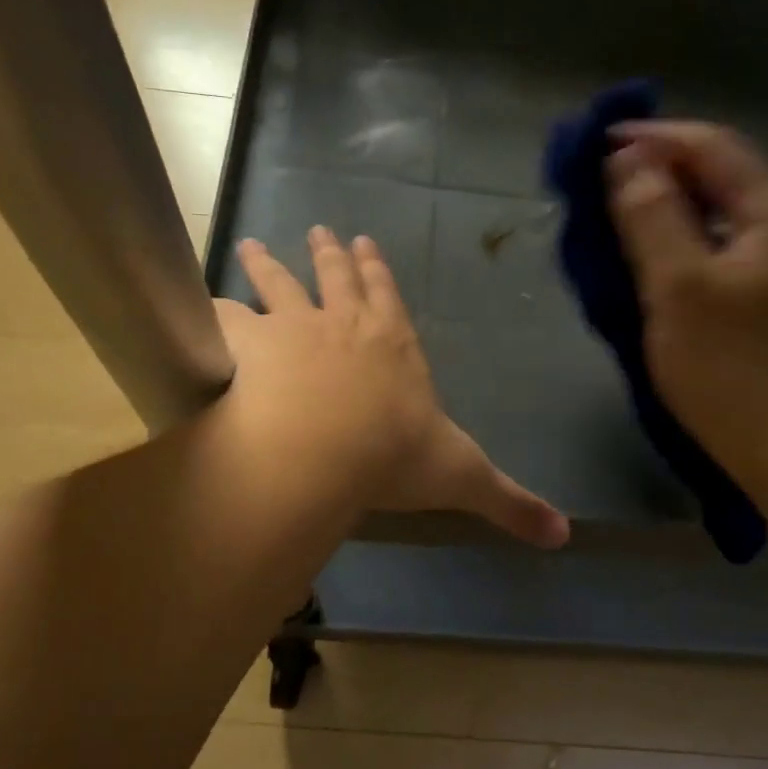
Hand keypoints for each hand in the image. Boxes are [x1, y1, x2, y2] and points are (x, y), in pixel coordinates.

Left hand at [221, 228, 569, 547]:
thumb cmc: (396, 458)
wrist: (323, 452)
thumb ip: (512, 505)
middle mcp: (346, 325)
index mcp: (395, 347)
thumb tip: (565, 538)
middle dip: (330, 254)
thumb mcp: (464, 480)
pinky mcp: (250, 346)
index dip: (377, 270)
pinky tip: (203, 307)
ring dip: (267, 266)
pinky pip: (226, 320)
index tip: (363, 242)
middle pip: (336, 279)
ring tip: (250, 246)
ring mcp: (294, 329)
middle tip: (319, 230)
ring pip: (279, 287)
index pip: (388, 297)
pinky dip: (215, 312)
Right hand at [605, 122, 767, 485]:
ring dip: (670, 212)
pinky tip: (658, 271)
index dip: (652, 137)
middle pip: (720, 178)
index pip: (710, 145)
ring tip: (620, 224)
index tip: (595, 146)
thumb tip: (628, 162)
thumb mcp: (679, 287)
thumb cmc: (733, 368)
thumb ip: (653, 217)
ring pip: (721, 221)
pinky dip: (685, 249)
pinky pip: (724, 257)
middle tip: (601, 186)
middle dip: (660, 172)